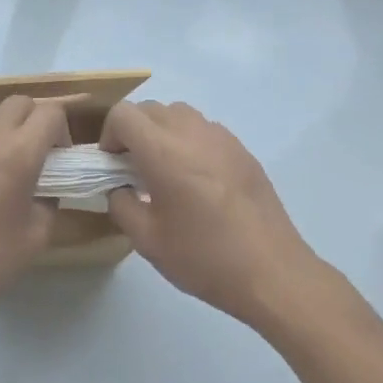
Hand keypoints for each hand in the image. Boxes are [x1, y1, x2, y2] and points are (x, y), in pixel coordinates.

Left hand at [0, 96, 68, 335]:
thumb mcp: (33, 239)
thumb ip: (49, 204)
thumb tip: (45, 191)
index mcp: (18, 151)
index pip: (51, 113)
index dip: (62, 132)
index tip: (59, 158)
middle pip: (20, 102)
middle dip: (34, 121)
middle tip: (35, 155)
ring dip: (4, 131)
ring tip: (0, 168)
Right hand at [103, 101, 322, 325]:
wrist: (273, 272)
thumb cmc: (205, 257)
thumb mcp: (147, 240)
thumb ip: (121, 205)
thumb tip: (118, 187)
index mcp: (163, 151)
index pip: (123, 114)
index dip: (109, 134)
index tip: (112, 165)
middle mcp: (191, 132)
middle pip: (150, 109)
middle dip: (134, 131)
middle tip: (134, 168)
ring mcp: (221, 137)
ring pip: (179, 114)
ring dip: (162, 132)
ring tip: (166, 170)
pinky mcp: (242, 150)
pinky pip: (205, 130)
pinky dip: (190, 142)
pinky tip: (198, 180)